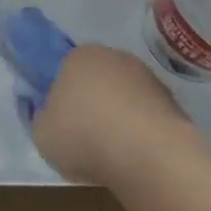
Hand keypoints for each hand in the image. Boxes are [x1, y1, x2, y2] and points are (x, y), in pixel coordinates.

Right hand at [26, 35, 197, 185]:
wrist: (148, 153)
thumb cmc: (84, 135)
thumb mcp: (41, 132)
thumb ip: (40, 116)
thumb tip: (50, 112)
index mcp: (79, 55)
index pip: (63, 67)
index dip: (59, 94)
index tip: (58, 119)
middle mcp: (114, 56)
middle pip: (95, 79)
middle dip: (89, 102)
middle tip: (82, 136)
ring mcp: (146, 77)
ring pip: (122, 96)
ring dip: (116, 116)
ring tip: (110, 152)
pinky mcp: (169, 100)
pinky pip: (144, 114)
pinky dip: (138, 130)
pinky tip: (133, 155)